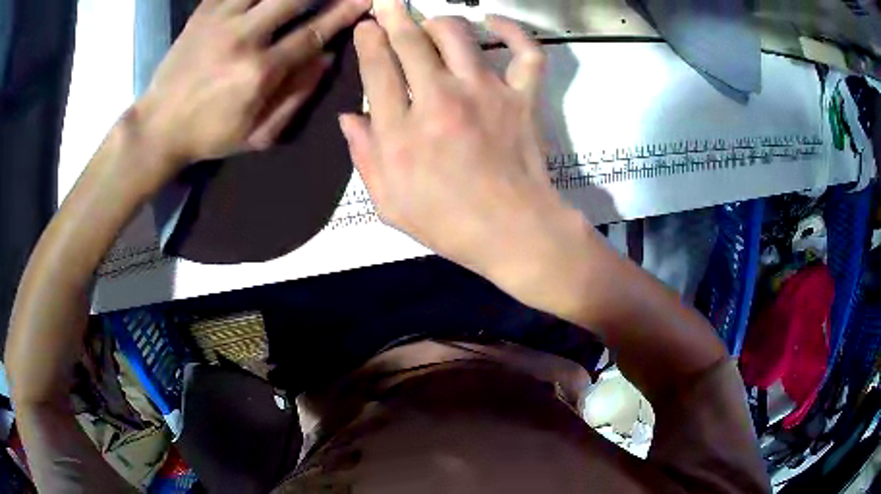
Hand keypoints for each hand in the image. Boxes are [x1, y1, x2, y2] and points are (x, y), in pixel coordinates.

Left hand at [137, 0, 369, 166]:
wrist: (157, 127)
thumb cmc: (209, 136)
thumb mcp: (257, 135)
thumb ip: (296, 97)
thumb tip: (325, 57)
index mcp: (259, 72)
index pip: (313, 33)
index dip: (343, 14)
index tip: (364, 0)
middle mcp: (243, 38)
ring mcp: (220, 21)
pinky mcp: (203, 13)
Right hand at [341, 1, 602, 313]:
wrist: (514, 233)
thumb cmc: (449, 223)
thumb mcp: (389, 203)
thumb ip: (364, 156)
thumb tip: (349, 116)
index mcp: (402, 131)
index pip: (377, 68)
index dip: (369, 40)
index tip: (366, 26)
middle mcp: (440, 100)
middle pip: (410, 41)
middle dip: (394, 16)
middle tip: (387, 4)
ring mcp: (486, 93)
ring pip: (457, 34)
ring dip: (437, 22)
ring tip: (429, 25)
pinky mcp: (523, 97)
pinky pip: (525, 51)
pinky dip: (513, 31)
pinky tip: (495, 23)